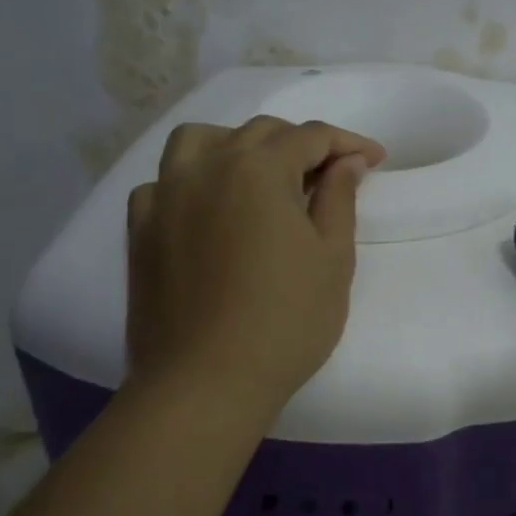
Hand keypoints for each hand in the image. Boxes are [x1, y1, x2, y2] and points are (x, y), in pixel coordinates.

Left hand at [125, 116, 385, 413]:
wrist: (206, 382)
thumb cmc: (286, 320)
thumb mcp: (333, 258)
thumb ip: (340, 198)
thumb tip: (347, 162)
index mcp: (259, 168)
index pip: (311, 136)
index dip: (348, 143)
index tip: (374, 160)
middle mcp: (207, 166)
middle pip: (259, 133)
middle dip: (301, 144)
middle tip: (329, 176)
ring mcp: (166, 195)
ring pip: (200, 141)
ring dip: (237, 145)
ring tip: (261, 175)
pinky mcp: (140, 229)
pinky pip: (164, 182)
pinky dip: (192, 181)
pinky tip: (208, 208)